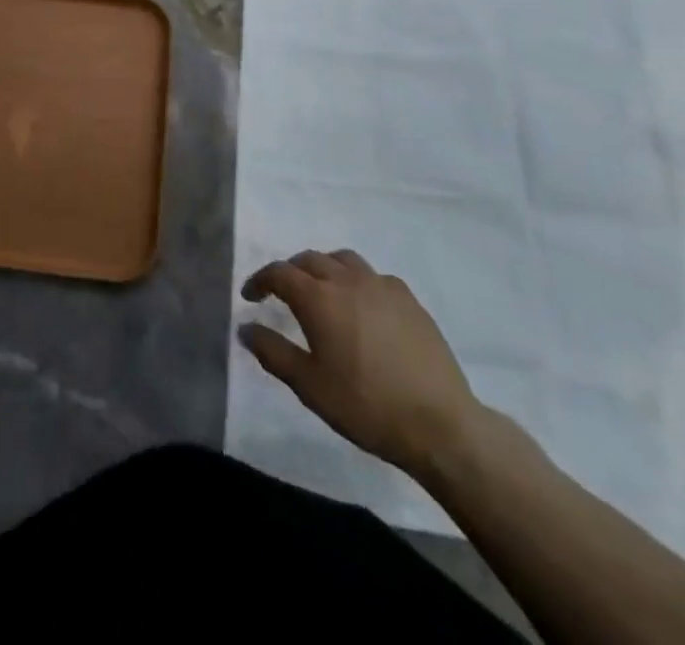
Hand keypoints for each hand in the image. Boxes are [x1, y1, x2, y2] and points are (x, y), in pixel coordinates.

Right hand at [239, 249, 480, 478]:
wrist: (439, 425)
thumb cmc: (365, 406)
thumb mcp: (309, 386)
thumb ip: (272, 352)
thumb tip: (245, 328)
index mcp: (318, 298)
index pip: (279, 273)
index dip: (260, 280)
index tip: (250, 296)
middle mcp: (347, 280)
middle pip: (309, 259)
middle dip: (290, 271)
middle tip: (281, 293)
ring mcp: (381, 286)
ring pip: (343, 260)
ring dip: (324, 268)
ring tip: (321, 290)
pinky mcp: (409, 299)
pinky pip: (373, 276)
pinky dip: (356, 281)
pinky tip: (362, 306)